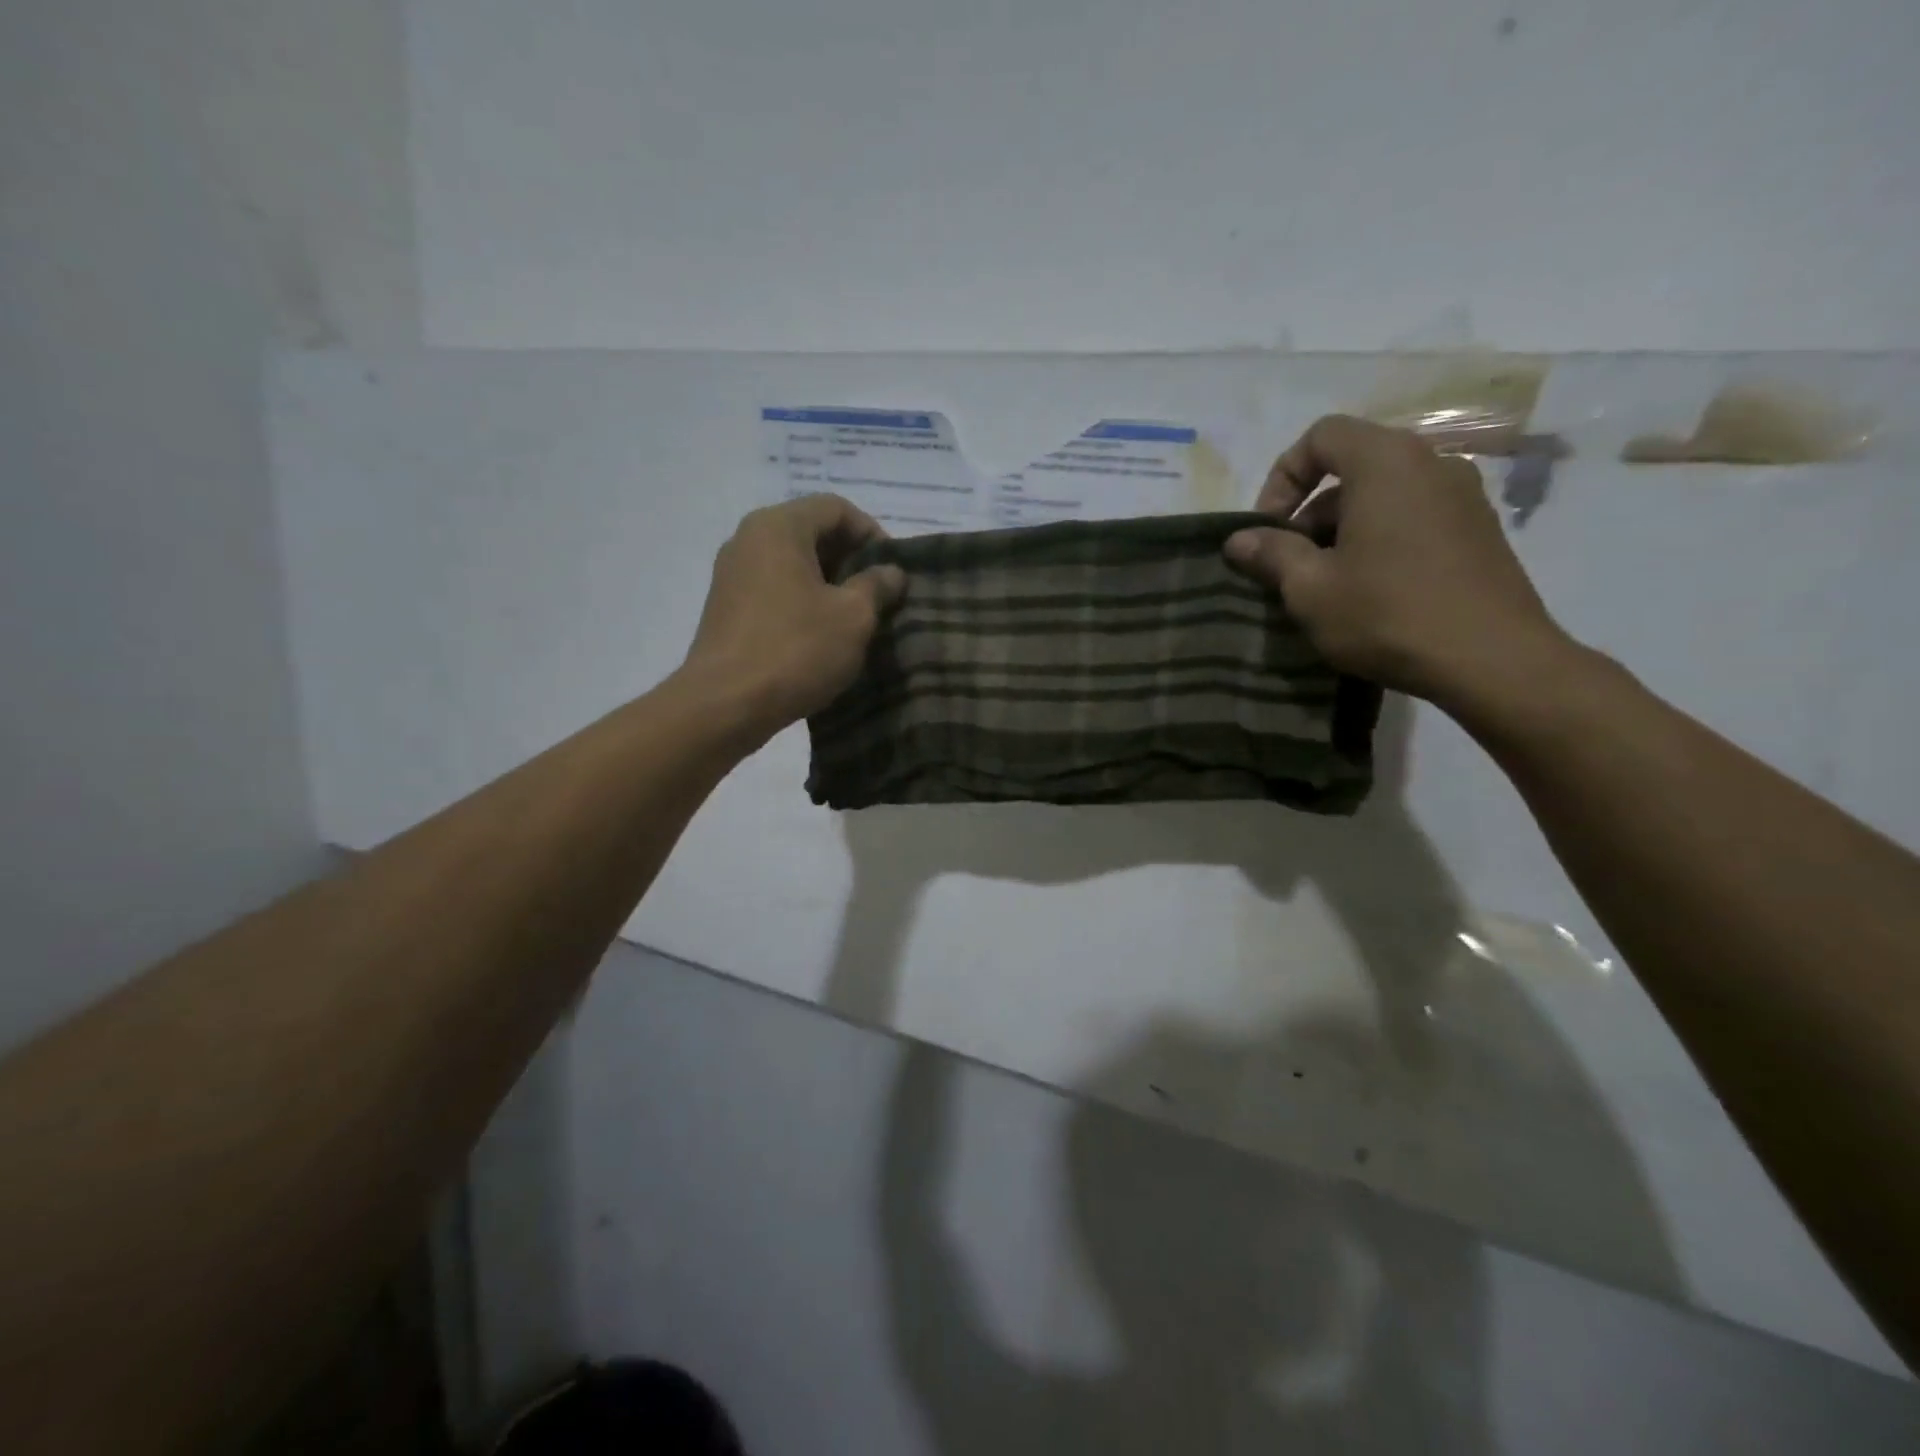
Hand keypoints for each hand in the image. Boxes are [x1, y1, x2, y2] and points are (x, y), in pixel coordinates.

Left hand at [680, 495, 904, 739]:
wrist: (725, 705)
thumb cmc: (796, 650)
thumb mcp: (853, 616)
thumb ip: (877, 585)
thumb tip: (891, 571)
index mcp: (778, 527)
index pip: (836, 508)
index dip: (872, 533)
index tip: (892, 570)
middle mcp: (748, 539)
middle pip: (811, 532)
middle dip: (850, 559)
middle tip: (879, 595)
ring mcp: (731, 574)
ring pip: (792, 563)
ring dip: (828, 583)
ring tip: (855, 618)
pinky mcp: (726, 608)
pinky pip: (774, 589)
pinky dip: (803, 601)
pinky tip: (821, 635)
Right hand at [1224, 415, 1570, 707]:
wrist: (1492, 660)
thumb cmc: (1387, 614)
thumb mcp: (1310, 588)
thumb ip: (1271, 553)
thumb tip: (1239, 539)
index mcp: (1386, 462)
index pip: (1321, 436)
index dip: (1282, 477)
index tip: (1268, 530)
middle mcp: (1430, 463)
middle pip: (1352, 467)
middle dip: (1309, 513)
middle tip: (1291, 566)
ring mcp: (1462, 496)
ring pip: (1382, 497)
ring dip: (1342, 532)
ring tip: (1326, 586)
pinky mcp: (1479, 530)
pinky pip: (1412, 518)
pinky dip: (1379, 541)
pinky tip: (1370, 593)